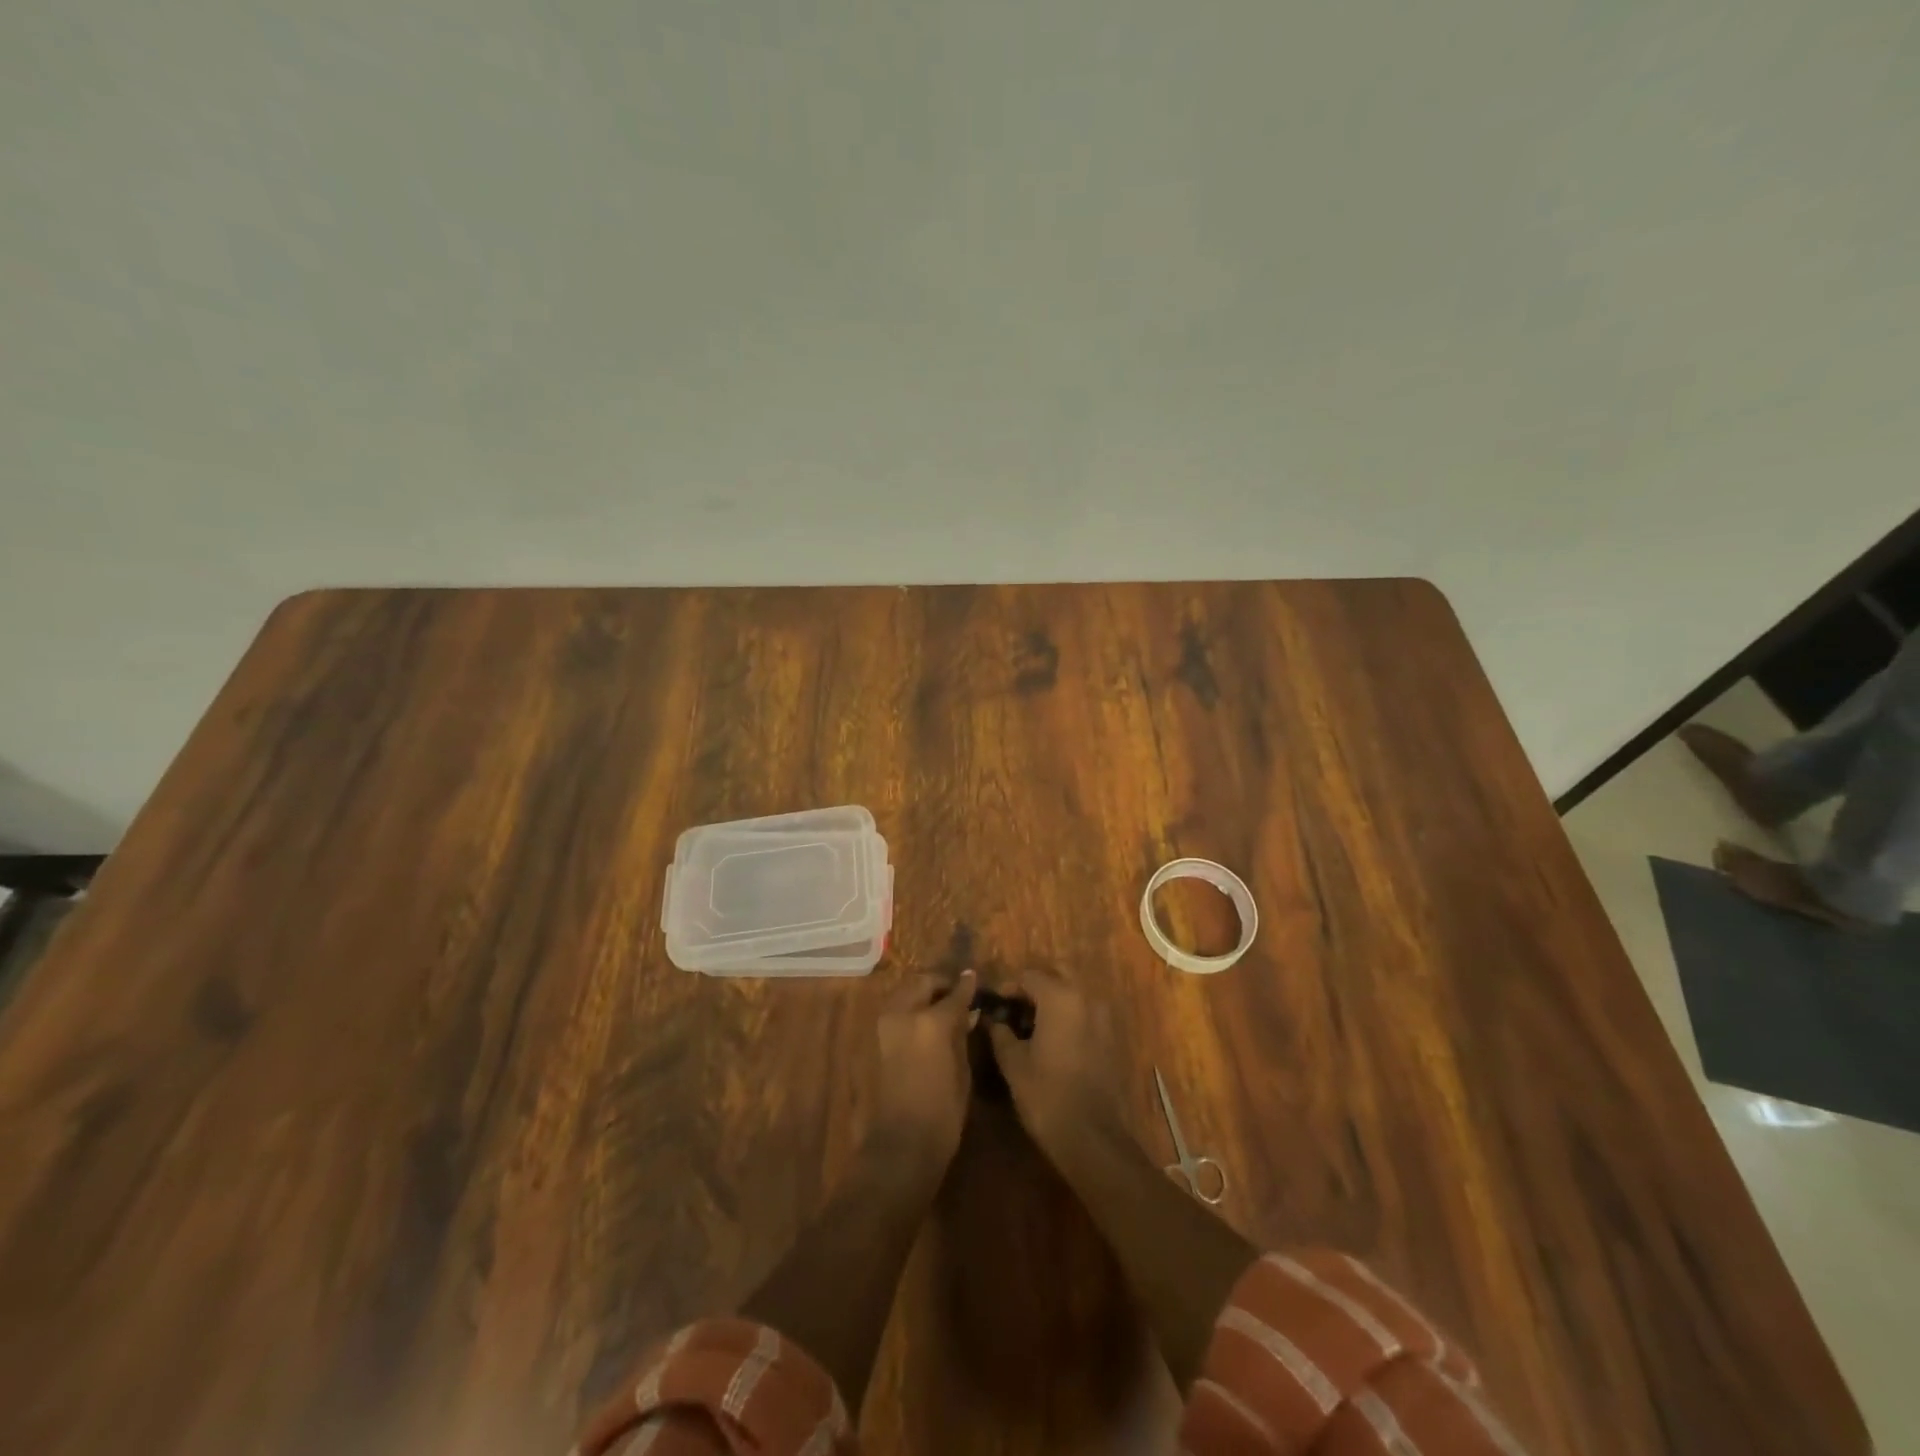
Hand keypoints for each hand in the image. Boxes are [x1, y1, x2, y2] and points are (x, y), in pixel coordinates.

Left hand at [871, 968, 976, 1168]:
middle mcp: (904, 1013)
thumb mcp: (962, 1072)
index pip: (954, 993)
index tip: (974, 978)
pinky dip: (910, 1006)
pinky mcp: (876, 1038)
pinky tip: (924, 1020)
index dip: (967, 986)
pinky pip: (896, 1009)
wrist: (900, 1145)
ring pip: (906, 992)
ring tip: (941, 1005)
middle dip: (940, 983)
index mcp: (931, 1022)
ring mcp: (886, 1024)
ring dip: (923, 992)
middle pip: (923, 982)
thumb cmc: (943, 1113)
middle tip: (957, 992)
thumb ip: (962, 1035)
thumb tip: (968, 1012)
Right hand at [985, 968, 1127, 1166]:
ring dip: (1052, 1000)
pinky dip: (1068, 1016)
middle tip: (1013, 1008)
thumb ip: (1001, 1033)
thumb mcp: (1014, 1063)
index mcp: (1060, 997)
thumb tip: (993, 1020)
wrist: (1094, 1138)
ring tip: (1030, 1025)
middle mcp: (1086, 997)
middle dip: (1033, 987)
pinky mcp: (1112, 1037)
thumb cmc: (1047, 1095)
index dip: (1007, 987)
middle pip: (1056, 975)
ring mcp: (1104, 1017)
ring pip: (1073, 993)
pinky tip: (1052, 1040)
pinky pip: (1086, 1013)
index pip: (1028, 976)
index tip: (994, 1005)